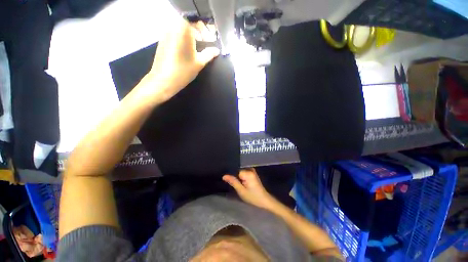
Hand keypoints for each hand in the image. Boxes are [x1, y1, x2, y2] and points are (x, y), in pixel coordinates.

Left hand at [146, 18, 219, 102]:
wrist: (163, 80)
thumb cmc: (183, 70)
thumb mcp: (199, 63)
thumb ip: (209, 54)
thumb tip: (216, 50)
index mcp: (183, 29)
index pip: (196, 20)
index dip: (205, 28)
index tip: (210, 38)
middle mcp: (172, 26)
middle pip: (188, 23)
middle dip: (198, 31)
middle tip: (205, 43)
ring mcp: (165, 33)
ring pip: (181, 29)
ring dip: (190, 35)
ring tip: (197, 48)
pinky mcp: (162, 40)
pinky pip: (174, 34)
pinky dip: (182, 39)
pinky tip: (186, 50)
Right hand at [223, 168, 277, 210]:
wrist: (265, 200)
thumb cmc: (253, 197)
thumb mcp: (241, 191)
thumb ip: (233, 182)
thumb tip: (224, 176)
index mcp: (248, 173)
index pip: (235, 170)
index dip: (232, 177)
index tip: (232, 182)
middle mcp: (250, 169)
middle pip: (238, 170)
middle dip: (235, 176)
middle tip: (234, 184)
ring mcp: (252, 170)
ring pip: (240, 172)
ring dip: (238, 177)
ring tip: (238, 184)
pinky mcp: (253, 173)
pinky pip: (244, 173)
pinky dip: (241, 177)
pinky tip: (241, 183)